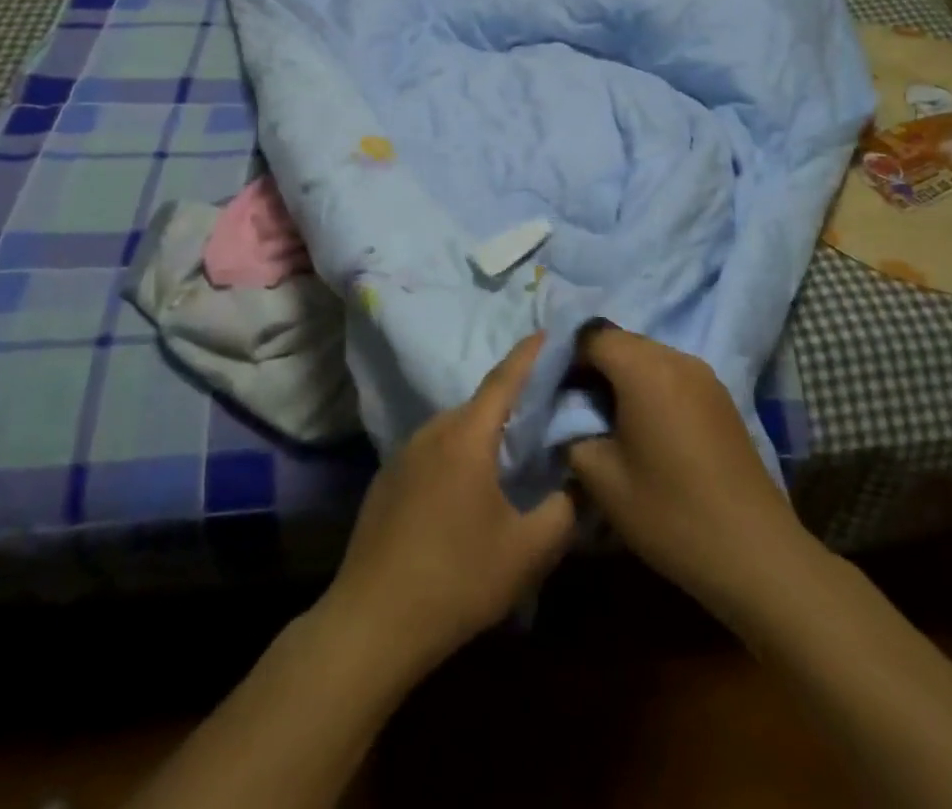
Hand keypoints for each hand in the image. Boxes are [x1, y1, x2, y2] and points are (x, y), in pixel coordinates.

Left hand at [319, 332, 575, 679]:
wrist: (372, 621)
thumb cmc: (456, 578)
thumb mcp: (526, 552)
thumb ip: (563, 511)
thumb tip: (578, 483)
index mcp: (466, 436)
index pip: (504, 380)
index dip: (528, 354)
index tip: (548, 331)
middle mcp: (432, 432)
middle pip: (480, 405)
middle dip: (512, 401)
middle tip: (544, 409)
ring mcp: (403, 454)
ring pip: (455, 430)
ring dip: (483, 433)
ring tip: (511, 451)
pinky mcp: (387, 479)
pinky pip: (433, 452)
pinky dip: (458, 455)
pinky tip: (468, 490)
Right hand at [566, 323, 822, 626]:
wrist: (755, 555)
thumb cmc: (670, 513)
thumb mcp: (601, 479)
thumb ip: (572, 433)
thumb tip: (567, 416)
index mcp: (644, 368)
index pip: (591, 335)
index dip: (566, 357)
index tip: (552, 391)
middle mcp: (676, 358)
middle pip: (620, 341)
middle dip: (592, 366)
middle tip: (574, 406)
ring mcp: (704, 376)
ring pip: (646, 357)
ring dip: (621, 377)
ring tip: (607, 420)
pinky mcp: (720, 397)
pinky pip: (671, 375)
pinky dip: (648, 388)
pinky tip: (644, 429)